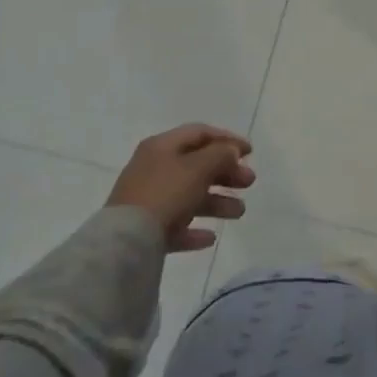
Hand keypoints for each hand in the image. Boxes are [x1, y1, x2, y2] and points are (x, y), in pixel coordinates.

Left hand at [105, 125, 254, 251]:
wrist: (125, 243)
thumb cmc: (166, 193)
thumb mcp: (199, 167)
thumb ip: (221, 155)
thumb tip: (231, 151)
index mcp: (162, 146)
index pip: (200, 133)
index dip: (227, 139)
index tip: (251, 153)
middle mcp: (153, 168)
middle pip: (197, 165)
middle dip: (226, 173)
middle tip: (249, 182)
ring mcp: (148, 200)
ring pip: (189, 196)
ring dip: (217, 202)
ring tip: (240, 212)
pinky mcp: (145, 230)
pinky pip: (176, 225)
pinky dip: (194, 229)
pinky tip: (210, 238)